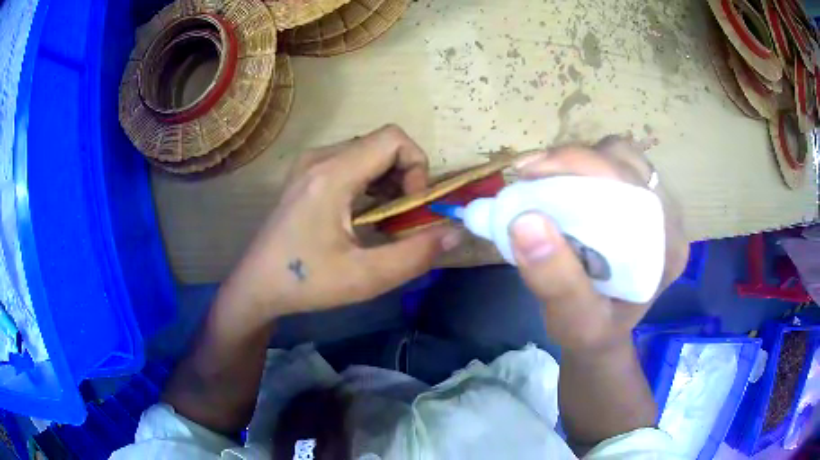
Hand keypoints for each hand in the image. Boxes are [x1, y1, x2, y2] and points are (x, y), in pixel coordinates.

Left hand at [222, 125, 461, 317]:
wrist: (257, 285)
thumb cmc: (306, 283)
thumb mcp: (366, 277)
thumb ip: (416, 255)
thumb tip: (456, 231)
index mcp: (332, 175)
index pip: (393, 139)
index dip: (416, 167)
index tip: (412, 206)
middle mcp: (319, 158)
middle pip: (382, 143)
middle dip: (405, 176)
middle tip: (401, 218)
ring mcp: (309, 164)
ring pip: (368, 152)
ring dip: (389, 180)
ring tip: (385, 219)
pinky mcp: (306, 174)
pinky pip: (351, 162)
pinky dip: (370, 182)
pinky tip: (364, 214)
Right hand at [509, 135, 688, 352]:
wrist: (602, 336)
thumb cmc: (591, 333)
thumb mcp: (572, 322)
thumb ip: (555, 281)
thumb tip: (524, 222)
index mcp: (666, 250)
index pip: (632, 186)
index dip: (582, 166)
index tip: (531, 172)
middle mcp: (669, 221)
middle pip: (627, 163)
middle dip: (575, 161)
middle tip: (530, 176)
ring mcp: (659, 208)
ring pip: (621, 156)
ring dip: (579, 161)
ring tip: (544, 179)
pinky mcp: (643, 203)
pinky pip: (617, 165)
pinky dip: (584, 166)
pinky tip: (562, 184)